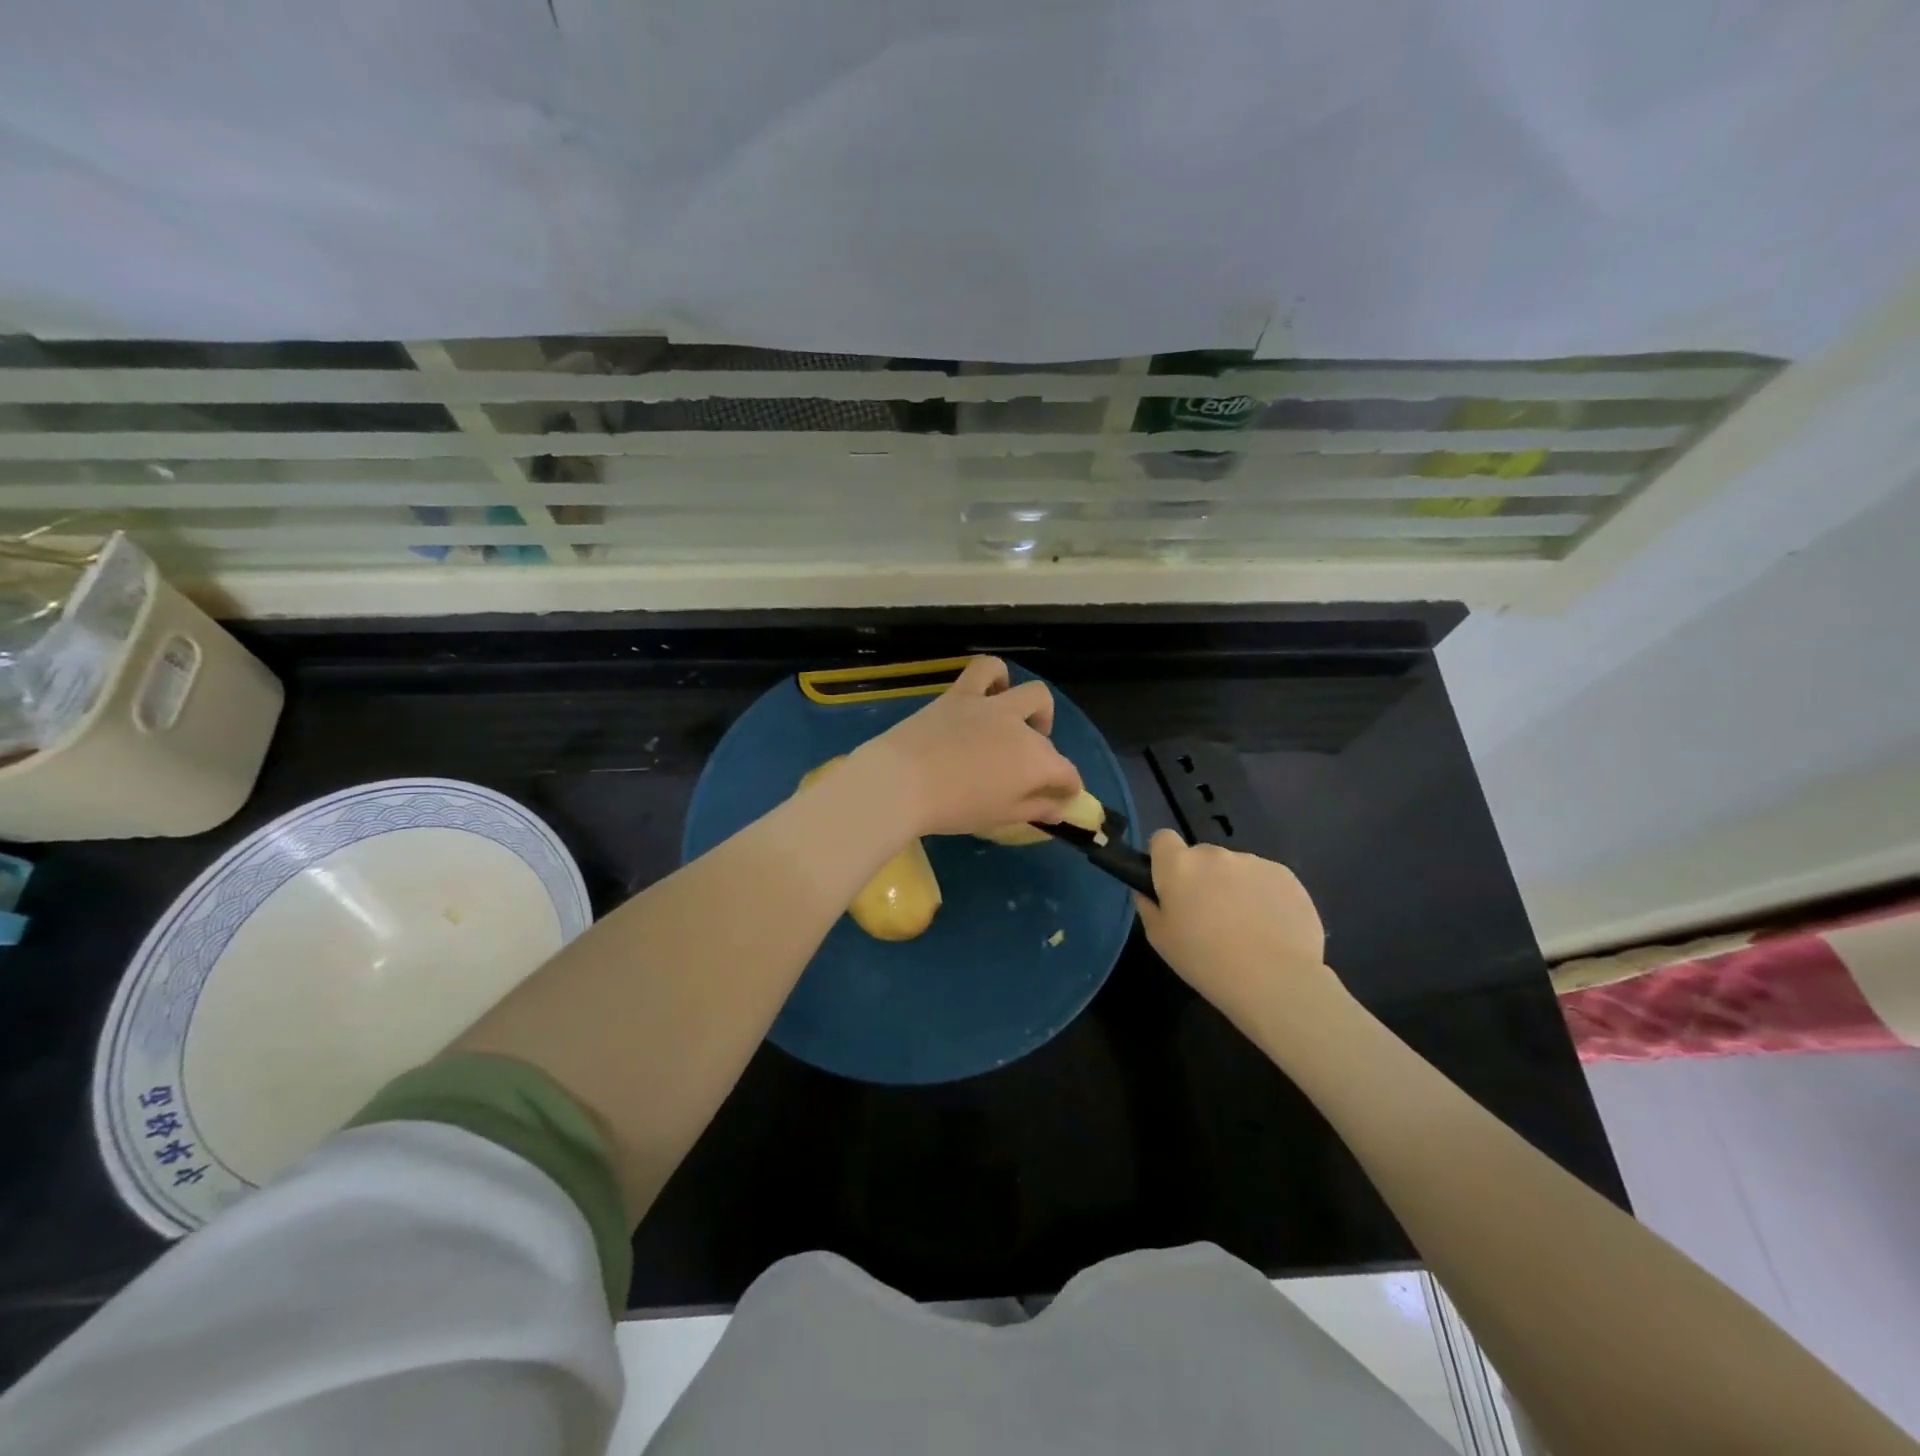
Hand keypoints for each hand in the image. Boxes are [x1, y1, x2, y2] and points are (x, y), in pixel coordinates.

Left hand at [852, 656, 1083, 837]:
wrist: (901, 782)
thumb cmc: (953, 808)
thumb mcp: (999, 817)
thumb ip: (1034, 810)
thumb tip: (1058, 809)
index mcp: (1036, 762)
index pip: (1067, 774)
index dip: (1068, 788)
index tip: (1060, 801)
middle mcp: (1021, 727)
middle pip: (1047, 739)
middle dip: (1046, 755)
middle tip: (1025, 772)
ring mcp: (992, 705)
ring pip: (1031, 693)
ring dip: (1033, 708)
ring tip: (1018, 723)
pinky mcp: (961, 693)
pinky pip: (985, 669)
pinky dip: (995, 677)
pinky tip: (990, 692)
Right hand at [1135, 830, 1347, 1026]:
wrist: (1275, 980)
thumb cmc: (1206, 961)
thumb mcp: (1161, 940)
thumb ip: (1149, 908)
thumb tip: (1148, 893)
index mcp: (1179, 865)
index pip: (1162, 838)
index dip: (1164, 858)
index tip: (1170, 883)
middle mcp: (1214, 854)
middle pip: (1201, 856)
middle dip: (1202, 877)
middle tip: (1208, 914)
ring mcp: (1253, 862)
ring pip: (1235, 868)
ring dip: (1233, 886)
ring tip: (1246, 926)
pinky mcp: (1285, 875)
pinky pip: (1265, 879)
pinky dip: (1264, 895)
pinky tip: (1271, 927)